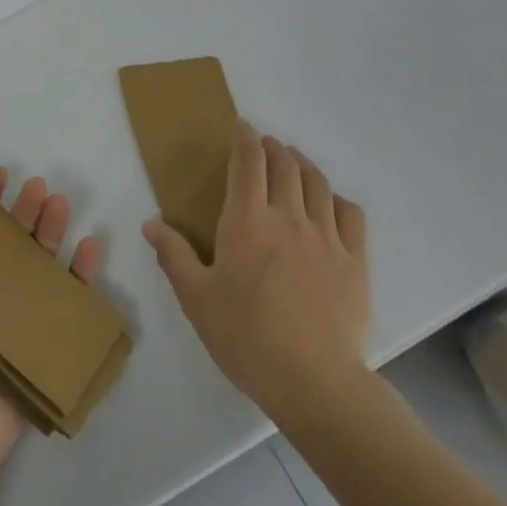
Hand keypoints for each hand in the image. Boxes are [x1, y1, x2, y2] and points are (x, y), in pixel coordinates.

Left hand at [0, 168, 100, 492]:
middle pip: (7, 244)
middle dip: (23, 212)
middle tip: (39, 188)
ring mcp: (10, 322)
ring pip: (37, 267)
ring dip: (51, 233)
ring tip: (61, 205)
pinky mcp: (38, 347)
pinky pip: (65, 306)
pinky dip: (80, 277)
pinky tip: (89, 249)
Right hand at [142, 122, 369, 427]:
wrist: (313, 380)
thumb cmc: (246, 336)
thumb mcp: (197, 299)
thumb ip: (174, 256)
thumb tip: (151, 224)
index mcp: (247, 221)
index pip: (248, 162)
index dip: (245, 138)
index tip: (242, 126)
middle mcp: (289, 216)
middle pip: (285, 165)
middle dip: (273, 148)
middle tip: (265, 145)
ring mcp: (327, 236)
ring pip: (318, 183)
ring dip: (303, 164)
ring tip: (294, 162)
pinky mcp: (355, 260)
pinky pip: (350, 214)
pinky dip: (337, 198)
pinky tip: (330, 204)